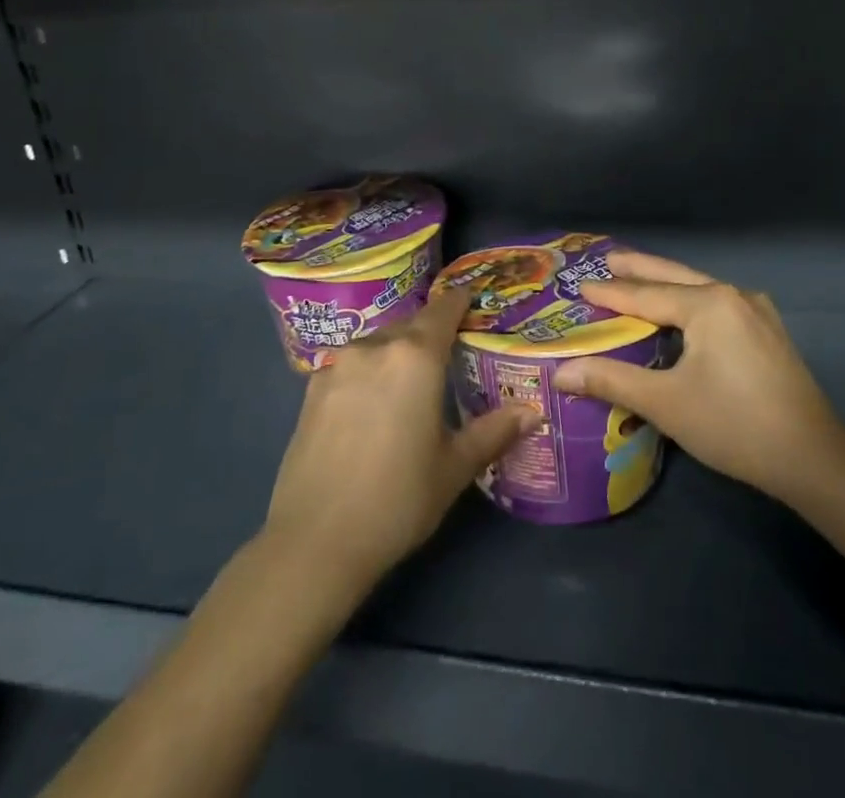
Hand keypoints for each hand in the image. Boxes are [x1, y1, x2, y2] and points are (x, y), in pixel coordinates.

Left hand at [262, 289, 537, 590]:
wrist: (314, 543)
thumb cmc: (397, 500)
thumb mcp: (454, 467)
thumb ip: (494, 431)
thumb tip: (532, 412)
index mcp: (416, 356)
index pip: (443, 309)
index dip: (460, 302)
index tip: (473, 303)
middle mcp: (375, 347)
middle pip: (410, 325)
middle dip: (430, 334)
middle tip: (448, 358)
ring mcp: (338, 365)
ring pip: (377, 344)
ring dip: (396, 354)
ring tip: (409, 386)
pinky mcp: (311, 390)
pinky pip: (350, 365)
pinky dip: (367, 373)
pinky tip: (371, 407)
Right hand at [553, 250, 844, 507]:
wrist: (813, 458)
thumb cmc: (734, 425)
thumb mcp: (666, 403)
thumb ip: (612, 381)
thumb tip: (561, 373)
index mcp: (708, 304)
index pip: (646, 295)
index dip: (611, 293)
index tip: (580, 286)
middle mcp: (733, 295)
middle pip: (675, 276)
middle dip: (640, 268)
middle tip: (608, 258)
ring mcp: (756, 312)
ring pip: (699, 288)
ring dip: (667, 283)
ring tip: (639, 278)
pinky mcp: (768, 332)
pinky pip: (718, 304)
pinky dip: (691, 300)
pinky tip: (684, 310)